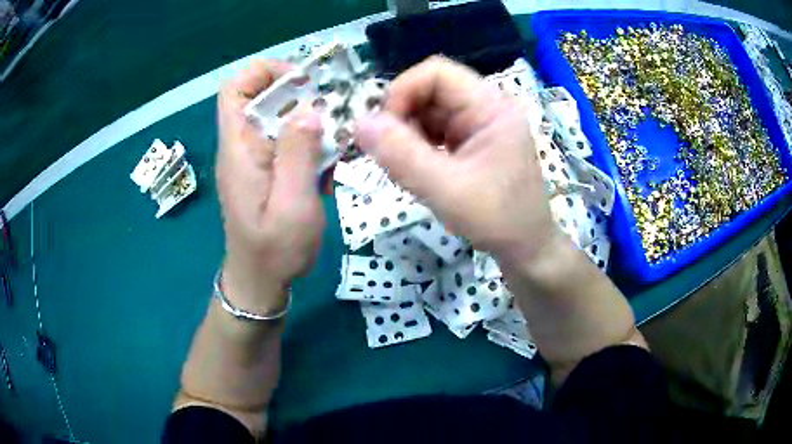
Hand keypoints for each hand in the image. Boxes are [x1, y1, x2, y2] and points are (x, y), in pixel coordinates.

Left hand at [217, 60, 324, 312]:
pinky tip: (329, 168)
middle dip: (300, 96)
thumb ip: (298, 155)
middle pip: (262, 98)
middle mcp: (243, 147)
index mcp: (239, 149)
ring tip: (338, 143)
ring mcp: (255, 159)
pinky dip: (311, 145)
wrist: (261, 282)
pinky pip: (288, 142)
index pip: (234, 89)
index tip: (302, 83)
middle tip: (334, 112)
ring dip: (311, 123)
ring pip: (280, 119)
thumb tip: (308, 109)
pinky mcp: (267, 170)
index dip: (265, 73)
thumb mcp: (293, 205)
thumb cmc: (274, 251)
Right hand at [355, 56, 559, 263]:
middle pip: (429, 91)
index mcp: (491, 106)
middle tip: (389, 153)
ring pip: (427, 112)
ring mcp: (478, 124)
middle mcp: (485, 107)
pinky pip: (433, 131)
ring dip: (406, 134)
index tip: (383, 128)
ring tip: (404, 166)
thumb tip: (359, 123)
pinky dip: (416, 146)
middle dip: (402, 117)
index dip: (402, 91)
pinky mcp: (470, 142)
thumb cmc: (497, 219)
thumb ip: (401, 156)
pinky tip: (416, 169)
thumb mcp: (446, 189)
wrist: (525, 247)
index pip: (437, 72)